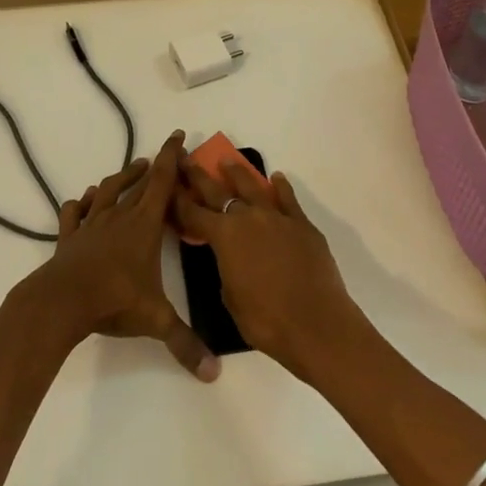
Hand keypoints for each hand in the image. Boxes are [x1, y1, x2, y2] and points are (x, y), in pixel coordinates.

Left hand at [24, 131, 218, 381]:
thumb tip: (215, 373)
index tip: (178, 136)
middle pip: (139, 182)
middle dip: (155, 165)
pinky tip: (85, 201)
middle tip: (165, 154)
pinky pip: (74, 211)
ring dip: (122, 177)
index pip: (162, 182)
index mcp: (143, 225)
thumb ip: (186, 344)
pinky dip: (82, 203)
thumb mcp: (156, 321)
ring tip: (133, 170)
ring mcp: (91, 223)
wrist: (62, 301)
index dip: (172, 157)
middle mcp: (119, 216)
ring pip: (107, 190)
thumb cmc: (113, 300)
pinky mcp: (70, 235)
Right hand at [172, 158, 365, 381]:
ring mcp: (277, 218)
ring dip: (238, 173)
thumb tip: (233, 259)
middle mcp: (248, 218)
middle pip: (218, 192)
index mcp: (224, 237)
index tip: (169, 185)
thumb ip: (226, 269)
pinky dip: (280, 187)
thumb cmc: (266, 321)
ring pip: (253, 187)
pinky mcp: (302, 225)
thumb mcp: (231, 298)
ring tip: (228, 161)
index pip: (193, 214)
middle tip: (187, 160)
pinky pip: (288, 199)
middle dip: (199, 177)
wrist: (316, 324)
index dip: (179, 201)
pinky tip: (277, 179)